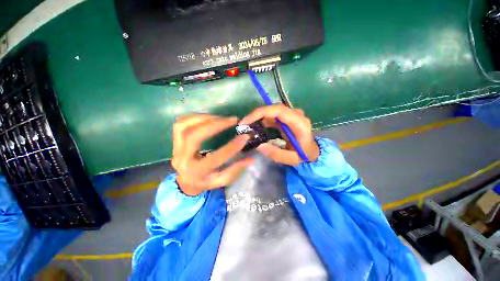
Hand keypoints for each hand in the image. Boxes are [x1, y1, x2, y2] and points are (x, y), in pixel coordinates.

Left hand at [172, 115, 252, 195]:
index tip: (244, 137)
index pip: (215, 158)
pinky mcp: (174, 140)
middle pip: (194, 136)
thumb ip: (235, 169)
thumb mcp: (222, 180)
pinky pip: (180, 123)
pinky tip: (209, 117)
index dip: (231, 147)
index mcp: (197, 172)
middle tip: (232, 120)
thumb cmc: (206, 181)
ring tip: (221, 117)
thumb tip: (251, 159)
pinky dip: (195, 117)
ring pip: (184, 126)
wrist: (186, 181)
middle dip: (215, 125)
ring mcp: (175, 148)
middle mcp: (182, 159)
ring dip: (204, 118)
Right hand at [239, 105, 318, 165]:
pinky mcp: (287, 117)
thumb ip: (276, 154)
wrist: (312, 151)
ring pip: (271, 111)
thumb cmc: (304, 155)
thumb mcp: (291, 159)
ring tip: (247, 128)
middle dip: (256, 115)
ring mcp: (292, 115)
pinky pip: (272, 115)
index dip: (260, 113)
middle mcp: (296, 115)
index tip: (246, 121)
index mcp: (299, 123)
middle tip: (243, 125)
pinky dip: (262, 120)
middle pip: (273, 109)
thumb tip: (258, 145)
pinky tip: (255, 128)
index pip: (278, 111)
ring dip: (258, 118)